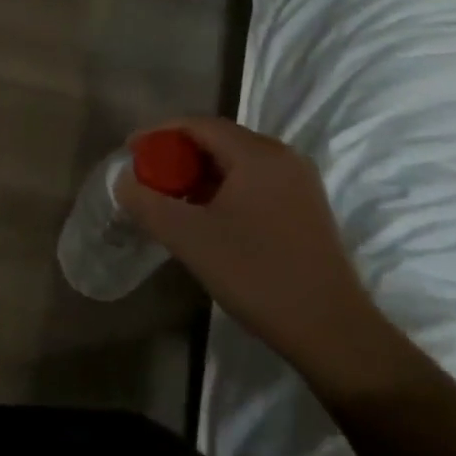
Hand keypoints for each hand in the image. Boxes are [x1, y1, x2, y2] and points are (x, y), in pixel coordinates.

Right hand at [114, 117, 391, 380]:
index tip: (131, 152)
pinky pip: (255, 181)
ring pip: (237, 162)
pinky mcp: (306, 206)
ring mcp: (299, 181)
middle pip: (219, 140)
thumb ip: (148, 203)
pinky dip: (224, 189)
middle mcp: (282, 156)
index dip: (159, 134)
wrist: (331, 330)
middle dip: (178, 155)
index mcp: (257, 154)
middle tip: (149, 179)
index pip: (198, 125)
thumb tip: (124, 181)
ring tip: (172, 200)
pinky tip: (208, 218)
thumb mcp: (190, 239)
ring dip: (200, 174)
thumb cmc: (256, 275)